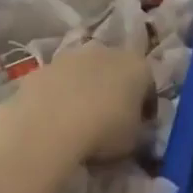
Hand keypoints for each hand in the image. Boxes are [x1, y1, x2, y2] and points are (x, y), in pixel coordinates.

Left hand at [9, 43, 153, 161]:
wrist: (49, 126)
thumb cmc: (103, 131)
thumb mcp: (133, 140)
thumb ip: (137, 129)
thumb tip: (132, 128)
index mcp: (137, 66)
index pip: (148, 85)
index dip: (144, 106)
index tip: (139, 125)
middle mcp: (107, 52)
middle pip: (115, 70)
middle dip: (113, 89)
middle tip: (108, 118)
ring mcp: (72, 56)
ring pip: (84, 72)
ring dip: (84, 88)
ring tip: (77, 119)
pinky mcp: (44, 66)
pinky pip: (57, 81)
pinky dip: (58, 94)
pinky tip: (53, 118)